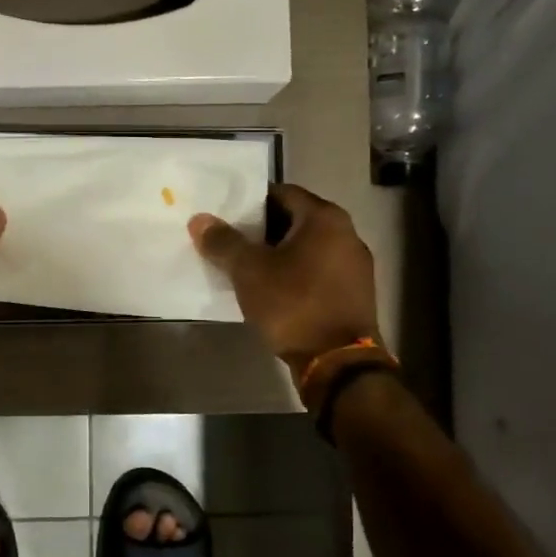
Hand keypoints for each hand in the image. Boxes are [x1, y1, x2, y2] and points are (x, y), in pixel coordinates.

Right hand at [188, 183, 380, 376]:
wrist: (339, 363)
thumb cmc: (294, 304)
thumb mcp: (249, 271)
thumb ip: (224, 242)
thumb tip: (199, 219)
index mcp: (325, 218)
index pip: (282, 193)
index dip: (250, 202)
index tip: (225, 216)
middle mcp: (347, 233)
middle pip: (295, 220)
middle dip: (262, 230)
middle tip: (231, 241)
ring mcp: (356, 265)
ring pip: (307, 248)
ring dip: (278, 254)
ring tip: (247, 267)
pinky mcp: (355, 293)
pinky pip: (318, 271)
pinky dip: (295, 274)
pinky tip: (273, 291)